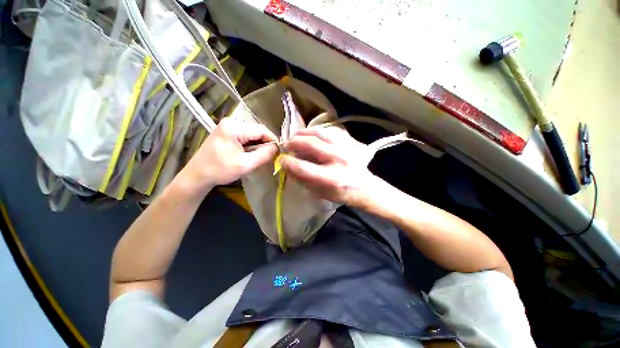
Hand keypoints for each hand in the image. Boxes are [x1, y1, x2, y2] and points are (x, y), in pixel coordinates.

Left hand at [180, 118, 277, 194]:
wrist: (197, 176)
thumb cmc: (220, 170)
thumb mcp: (246, 164)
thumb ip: (264, 155)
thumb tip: (278, 148)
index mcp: (234, 127)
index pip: (262, 130)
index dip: (273, 140)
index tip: (279, 152)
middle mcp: (231, 122)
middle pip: (257, 131)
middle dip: (266, 144)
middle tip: (271, 157)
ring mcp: (228, 127)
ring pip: (252, 134)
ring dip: (259, 146)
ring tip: (262, 157)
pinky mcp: (227, 133)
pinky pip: (246, 137)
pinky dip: (252, 146)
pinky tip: (252, 155)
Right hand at [281, 127, 378, 206]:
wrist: (365, 187)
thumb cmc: (341, 193)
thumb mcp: (319, 193)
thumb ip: (302, 179)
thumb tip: (287, 166)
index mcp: (331, 178)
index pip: (303, 167)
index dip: (288, 162)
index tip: (281, 160)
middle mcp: (338, 160)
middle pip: (310, 144)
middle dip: (293, 142)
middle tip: (286, 144)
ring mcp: (346, 147)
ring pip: (319, 133)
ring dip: (303, 132)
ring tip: (296, 136)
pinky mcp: (350, 141)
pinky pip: (329, 130)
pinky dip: (317, 131)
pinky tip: (311, 135)